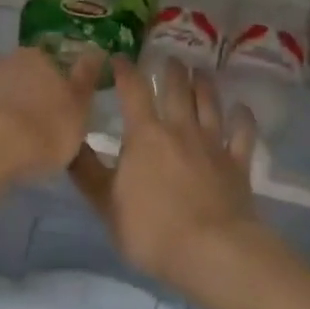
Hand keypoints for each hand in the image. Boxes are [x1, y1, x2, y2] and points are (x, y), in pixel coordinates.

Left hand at [0, 48, 103, 213]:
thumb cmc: (43, 130)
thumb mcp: (79, 109)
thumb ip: (87, 79)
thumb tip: (96, 50)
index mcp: (41, 56)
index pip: (56, 63)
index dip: (62, 85)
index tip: (64, 108)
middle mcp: (10, 59)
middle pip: (28, 74)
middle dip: (36, 93)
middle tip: (44, 124)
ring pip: (6, 90)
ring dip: (12, 107)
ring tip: (20, 139)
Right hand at [68, 56, 259, 293]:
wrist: (212, 251)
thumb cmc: (152, 230)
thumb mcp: (106, 205)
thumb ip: (87, 172)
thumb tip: (67, 142)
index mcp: (146, 135)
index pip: (133, 90)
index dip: (125, 70)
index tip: (119, 57)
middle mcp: (180, 128)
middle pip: (177, 89)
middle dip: (171, 70)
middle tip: (169, 58)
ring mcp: (213, 143)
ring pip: (209, 103)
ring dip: (204, 84)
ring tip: (200, 71)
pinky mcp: (238, 163)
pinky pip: (242, 133)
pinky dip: (242, 119)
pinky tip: (241, 109)